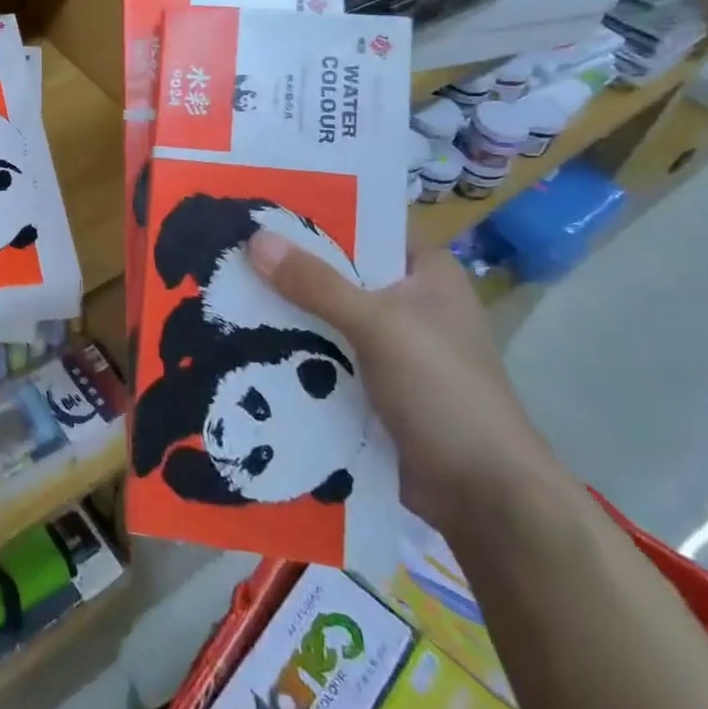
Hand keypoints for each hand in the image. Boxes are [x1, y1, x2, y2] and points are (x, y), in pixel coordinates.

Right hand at [246, 234, 565, 537]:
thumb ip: (316, 283)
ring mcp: (391, 347)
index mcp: (426, 272)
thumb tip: (254, 238)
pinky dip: (295, 352)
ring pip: (326, 317)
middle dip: (288, 268)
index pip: (363, 227)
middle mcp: (409, 302)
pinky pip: (325, 356)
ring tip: (223, 292)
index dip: (314, 217)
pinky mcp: (374, 386)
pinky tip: (246, 343)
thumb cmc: (443, 391)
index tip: (258, 211)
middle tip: (228, 252)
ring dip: (286, 314)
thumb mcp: (378, 325)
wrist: (484, 497)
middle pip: (337, 273)